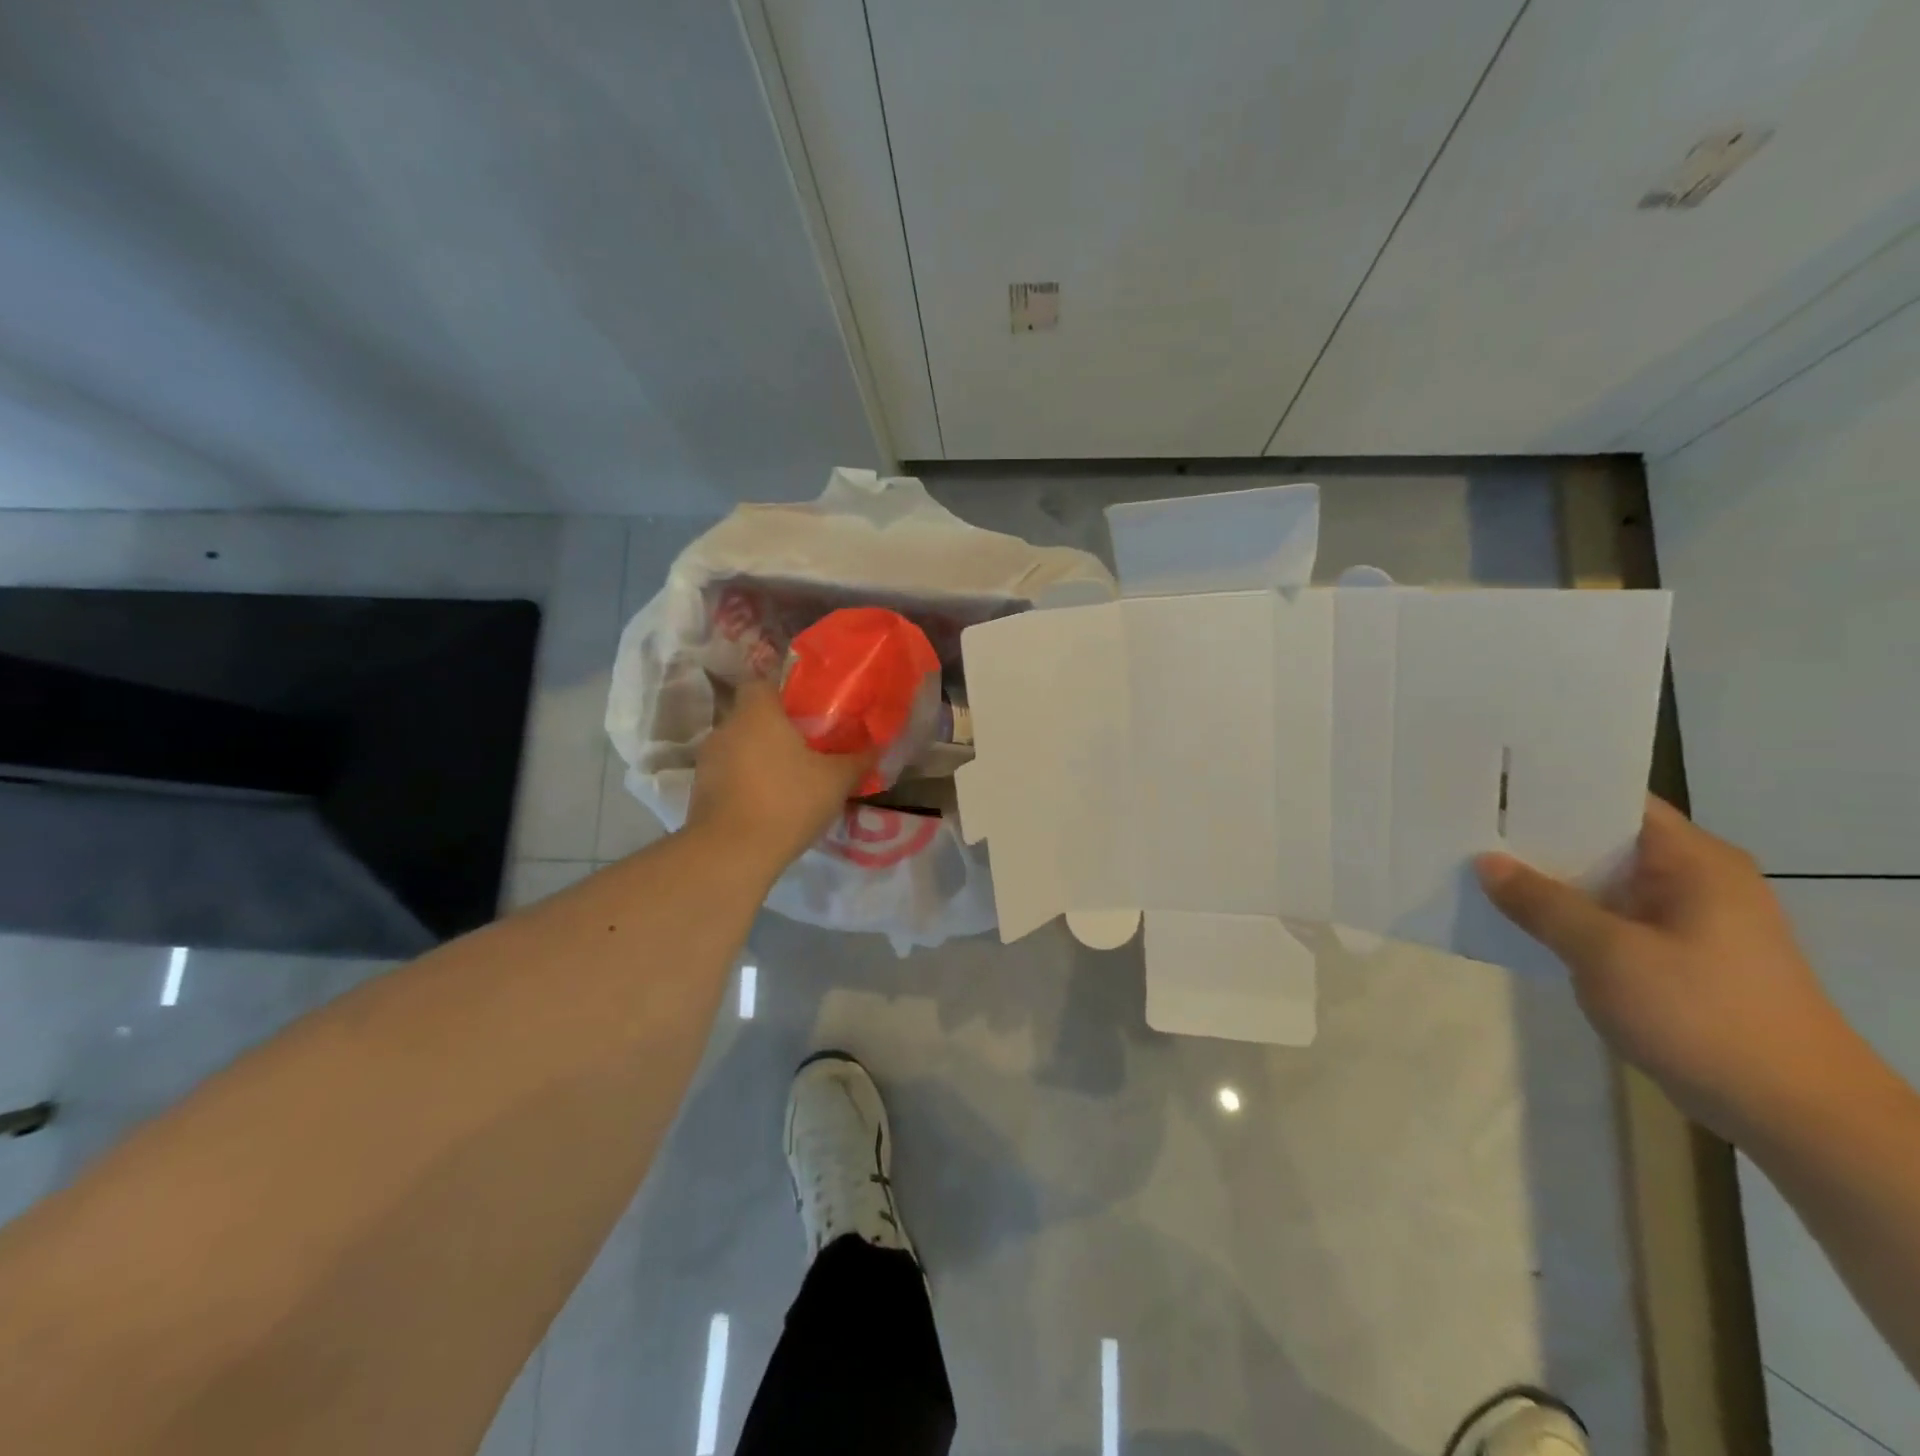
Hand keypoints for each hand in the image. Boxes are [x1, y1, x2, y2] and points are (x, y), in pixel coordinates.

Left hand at [686, 678, 871, 873]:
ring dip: (761, 757)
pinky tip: (770, 803)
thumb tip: (880, 746)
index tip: (807, 712)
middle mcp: (726, 727)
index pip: (762, 682)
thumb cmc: (788, 801)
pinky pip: (730, 774)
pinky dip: (747, 782)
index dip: (784, 693)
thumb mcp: (836, 780)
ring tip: (790, 779)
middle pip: (752, 716)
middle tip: (808, 748)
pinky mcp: (700, 790)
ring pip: (740, 747)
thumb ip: (859, 760)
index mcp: (757, 712)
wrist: (732, 853)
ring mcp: (708, 760)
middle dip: (777, 729)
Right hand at [1476, 795, 1855, 1139]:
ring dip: (1547, 880)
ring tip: (1477, 867)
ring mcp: (1687, 920)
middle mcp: (1694, 879)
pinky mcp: (1676, 956)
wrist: (1792, 1113)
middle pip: (1602, 839)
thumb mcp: (1607, 953)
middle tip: (1466, 826)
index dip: (1550, 790)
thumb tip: (1485, 862)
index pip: (1613, 801)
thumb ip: (1541, 902)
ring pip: (1601, 882)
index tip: (1489, 788)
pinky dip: (1566, 914)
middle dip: (1536, 837)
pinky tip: (1517, 919)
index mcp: (1694, 861)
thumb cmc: (1702, 1015)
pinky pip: (1608, 918)